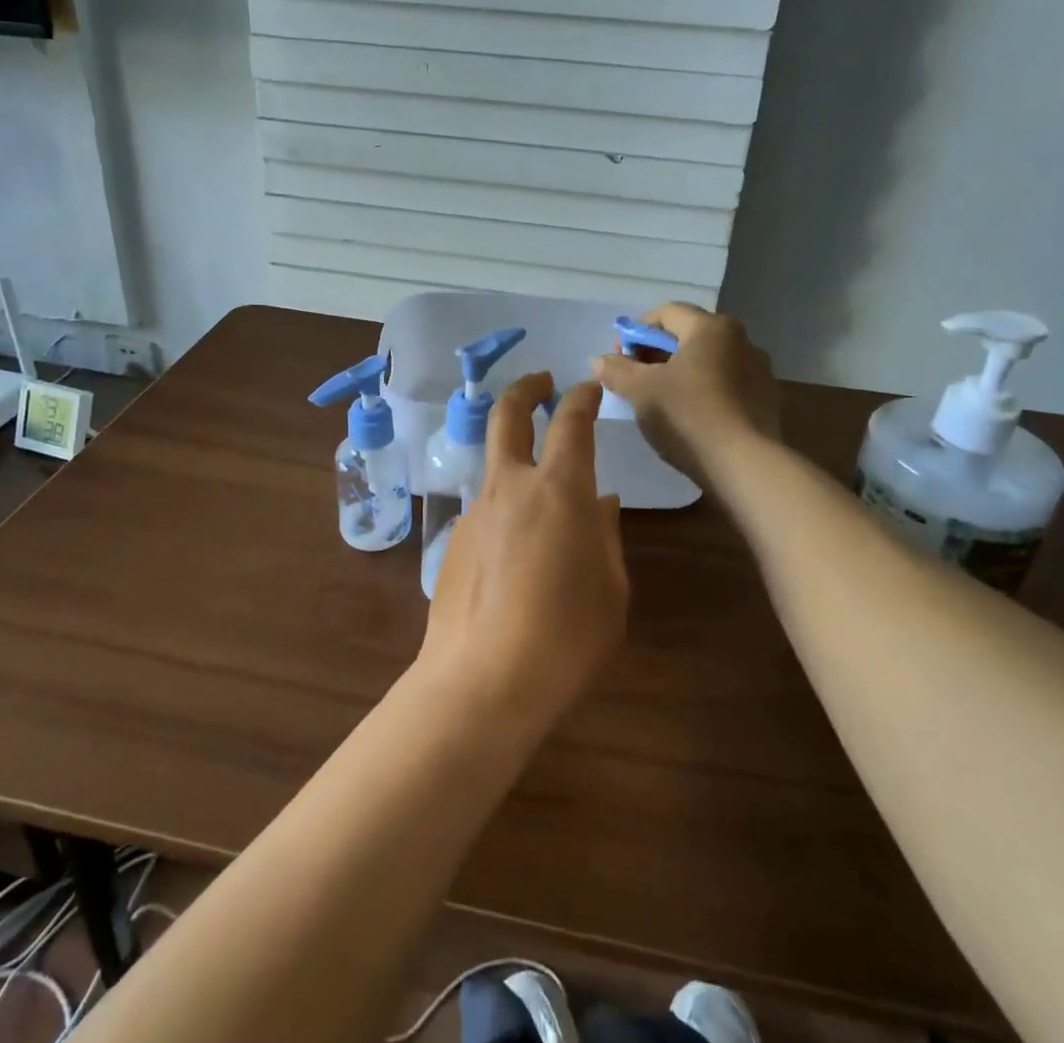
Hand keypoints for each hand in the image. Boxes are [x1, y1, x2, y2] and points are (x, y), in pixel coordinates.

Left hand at [419, 374, 626, 730]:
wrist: (482, 681)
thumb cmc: (566, 638)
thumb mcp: (610, 590)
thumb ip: (604, 536)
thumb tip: (599, 500)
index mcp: (559, 490)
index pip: (571, 422)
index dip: (582, 398)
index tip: (589, 388)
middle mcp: (511, 486)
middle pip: (507, 414)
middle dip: (525, 388)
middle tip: (541, 382)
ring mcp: (475, 511)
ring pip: (494, 465)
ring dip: (515, 460)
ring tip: (543, 505)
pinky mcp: (453, 540)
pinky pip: (486, 511)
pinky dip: (505, 512)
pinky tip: (517, 559)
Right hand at [592, 303, 780, 489]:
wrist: (746, 467)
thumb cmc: (688, 416)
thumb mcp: (641, 391)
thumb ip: (616, 370)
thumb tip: (598, 360)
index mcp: (711, 327)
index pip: (666, 313)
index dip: (636, 332)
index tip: (619, 358)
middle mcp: (741, 340)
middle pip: (688, 336)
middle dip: (656, 354)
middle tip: (634, 380)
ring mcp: (759, 371)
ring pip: (708, 362)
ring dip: (680, 373)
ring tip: (660, 402)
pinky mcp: (766, 401)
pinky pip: (726, 385)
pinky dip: (703, 392)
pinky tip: (690, 418)